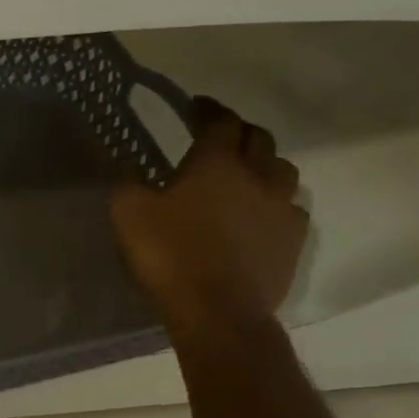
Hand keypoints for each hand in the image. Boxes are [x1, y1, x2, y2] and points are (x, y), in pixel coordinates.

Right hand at [111, 97, 308, 340]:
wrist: (218, 311)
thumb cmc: (170, 255)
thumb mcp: (128, 212)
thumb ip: (127, 180)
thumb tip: (125, 160)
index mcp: (217, 163)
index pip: (220, 121)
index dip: (207, 109)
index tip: (194, 106)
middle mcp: (257, 176)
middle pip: (259, 139)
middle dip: (238, 132)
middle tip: (219, 136)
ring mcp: (282, 208)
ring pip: (282, 170)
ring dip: (263, 164)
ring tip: (245, 173)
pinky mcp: (293, 240)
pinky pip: (290, 208)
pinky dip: (275, 202)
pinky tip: (260, 214)